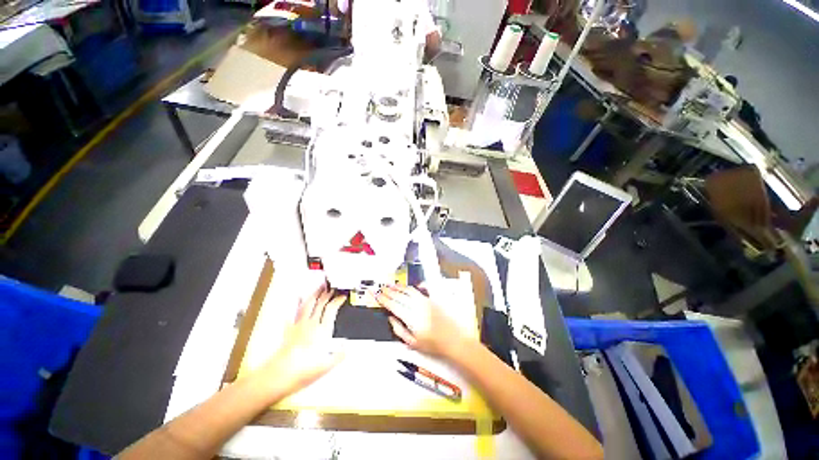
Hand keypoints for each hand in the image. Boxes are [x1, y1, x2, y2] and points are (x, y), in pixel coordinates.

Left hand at [255, 282, 345, 398]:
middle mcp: (311, 325)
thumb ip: (338, 355)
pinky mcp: (289, 330)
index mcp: (322, 331)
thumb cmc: (303, 371)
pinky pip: (293, 313)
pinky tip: (296, 299)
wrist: (280, 375)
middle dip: (326, 293)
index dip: (337, 300)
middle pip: (320, 303)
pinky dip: (296, 304)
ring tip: (318, 288)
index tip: (342, 296)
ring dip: (314, 294)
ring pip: (308, 305)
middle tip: (331, 287)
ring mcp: (299, 326)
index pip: (331, 309)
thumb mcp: (326, 366)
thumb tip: (346, 347)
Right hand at [375, 285, 467, 358]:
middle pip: (400, 296)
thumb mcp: (412, 343)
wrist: (453, 340)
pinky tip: (407, 287)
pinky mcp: (431, 300)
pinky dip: (410, 287)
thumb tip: (391, 319)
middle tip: (381, 288)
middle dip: (389, 291)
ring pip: (408, 290)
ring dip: (398, 287)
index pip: (393, 305)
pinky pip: (418, 290)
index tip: (377, 295)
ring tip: (391, 285)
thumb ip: (399, 330)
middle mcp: (418, 307)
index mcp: (411, 318)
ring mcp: (425, 302)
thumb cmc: (433, 344)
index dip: (384, 299)